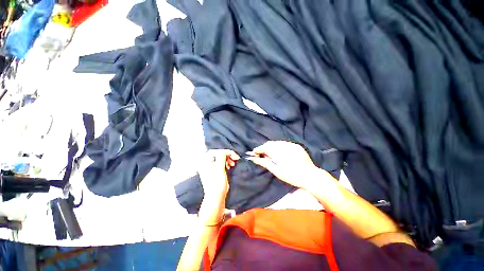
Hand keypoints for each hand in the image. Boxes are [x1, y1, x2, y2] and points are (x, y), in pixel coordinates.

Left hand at [198, 149, 239, 224]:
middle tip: (235, 159)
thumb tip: (224, 152)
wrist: (216, 196)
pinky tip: (229, 167)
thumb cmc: (217, 182)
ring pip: (219, 158)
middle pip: (218, 154)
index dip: (225, 152)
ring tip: (232, 164)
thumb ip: (221, 157)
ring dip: (227, 159)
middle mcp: (205, 163)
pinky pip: (220, 163)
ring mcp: (209, 167)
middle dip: (227, 155)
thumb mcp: (219, 167)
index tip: (233, 155)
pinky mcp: (213, 171)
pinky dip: (226, 163)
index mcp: (204, 161)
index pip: (216, 151)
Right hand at [246, 141, 324, 189]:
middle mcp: (284, 145)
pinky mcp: (296, 146)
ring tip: (270, 154)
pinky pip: (285, 143)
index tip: (254, 153)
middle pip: (270, 143)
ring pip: (277, 142)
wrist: (311, 176)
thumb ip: (264, 162)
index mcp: (278, 152)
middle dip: (264, 147)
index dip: (258, 149)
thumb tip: (254, 158)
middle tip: (261, 154)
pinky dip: (280, 146)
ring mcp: (291, 145)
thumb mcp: (276, 171)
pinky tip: (280, 152)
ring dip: (272, 146)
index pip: (264, 147)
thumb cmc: (291, 176)